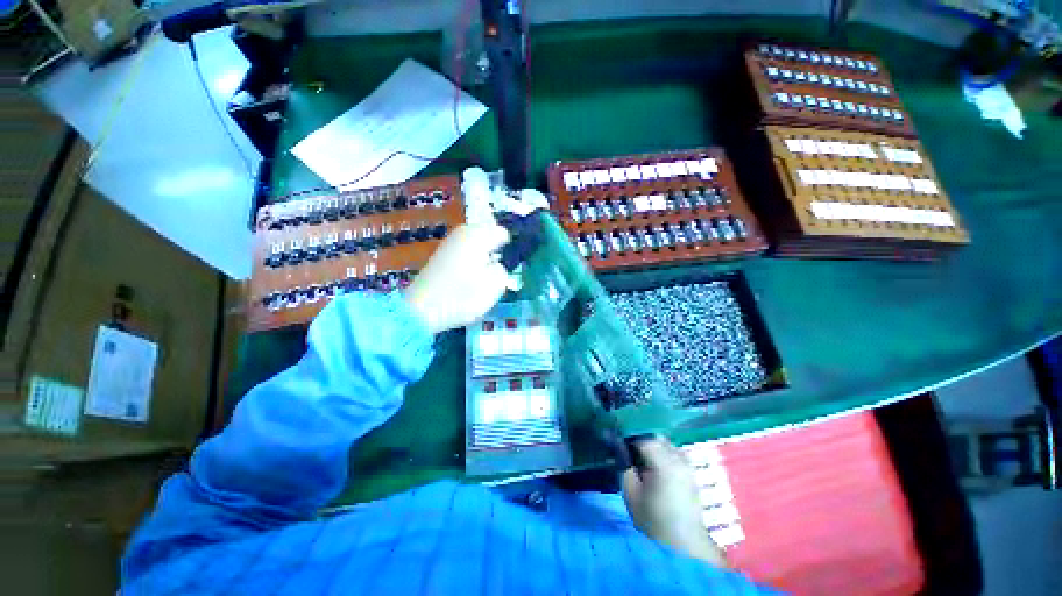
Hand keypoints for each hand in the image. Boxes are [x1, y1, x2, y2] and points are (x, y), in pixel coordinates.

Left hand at [403, 223, 511, 333]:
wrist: (421, 311)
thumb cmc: (462, 296)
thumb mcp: (496, 284)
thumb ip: (505, 269)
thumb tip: (498, 264)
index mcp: (478, 234)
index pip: (505, 234)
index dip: (514, 249)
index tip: (516, 266)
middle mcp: (463, 232)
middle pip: (490, 239)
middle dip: (498, 254)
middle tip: (501, 276)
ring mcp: (450, 243)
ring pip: (478, 248)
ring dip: (485, 261)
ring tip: (486, 281)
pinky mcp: (442, 256)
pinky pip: (466, 255)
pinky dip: (472, 265)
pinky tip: (470, 282)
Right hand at [622, 436, 727, 566]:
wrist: (684, 545)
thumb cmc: (653, 521)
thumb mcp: (630, 492)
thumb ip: (622, 462)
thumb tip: (612, 439)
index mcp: (664, 462)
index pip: (641, 435)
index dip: (626, 434)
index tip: (613, 438)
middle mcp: (678, 457)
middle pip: (654, 435)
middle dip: (637, 437)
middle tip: (623, 447)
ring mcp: (687, 462)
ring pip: (663, 441)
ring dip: (649, 443)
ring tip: (636, 455)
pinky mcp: (690, 469)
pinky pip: (671, 450)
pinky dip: (659, 451)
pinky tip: (650, 463)